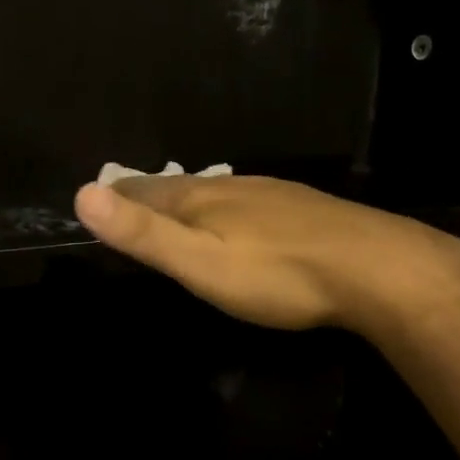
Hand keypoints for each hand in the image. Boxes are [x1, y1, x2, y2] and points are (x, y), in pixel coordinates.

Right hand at [73, 174, 459, 333]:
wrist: (377, 269)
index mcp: (199, 197)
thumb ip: (143, 233)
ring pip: (212, 192)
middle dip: (146, 194)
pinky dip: (222, 209)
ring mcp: (268, 194)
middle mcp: (230, 185)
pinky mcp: (299, 209)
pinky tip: (236, 223)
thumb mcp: (200, 262)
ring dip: (184, 200)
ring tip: (171, 211)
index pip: (141, 188)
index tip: (96, 199)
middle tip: (127, 204)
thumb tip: (82, 194)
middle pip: (175, 186)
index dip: (115, 194)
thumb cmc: (277, 273)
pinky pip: (244, 202)